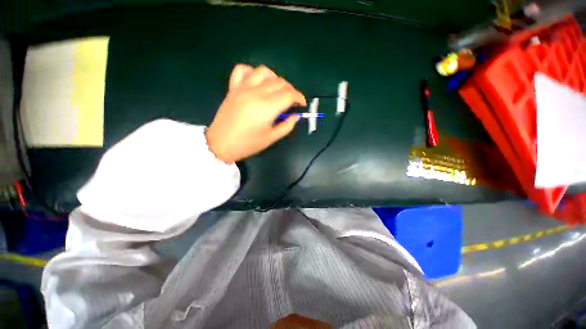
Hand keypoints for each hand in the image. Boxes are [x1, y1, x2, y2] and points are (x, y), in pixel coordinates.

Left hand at [205, 64, 306, 162]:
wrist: (221, 144)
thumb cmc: (248, 144)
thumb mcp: (271, 138)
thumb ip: (287, 126)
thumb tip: (296, 116)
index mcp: (267, 107)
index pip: (289, 94)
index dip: (299, 98)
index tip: (302, 104)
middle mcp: (256, 92)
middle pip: (280, 82)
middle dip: (290, 90)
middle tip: (292, 101)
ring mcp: (243, 88)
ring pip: (264, 72)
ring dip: (275, 79)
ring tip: (277, 90)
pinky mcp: (233, 87)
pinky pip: (243, 70)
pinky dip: (253, 72)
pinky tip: (257, 82)